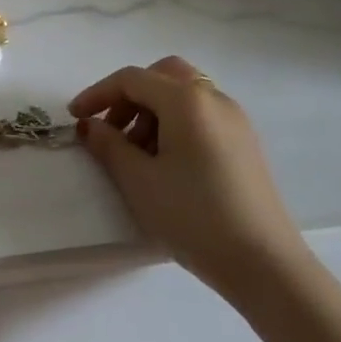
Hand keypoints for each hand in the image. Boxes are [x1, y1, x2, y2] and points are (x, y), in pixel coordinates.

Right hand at [70, 56, 304, 290]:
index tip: (74, 118)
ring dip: (152, 111)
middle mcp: (213, 99)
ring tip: (136, 156)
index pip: (132, 79)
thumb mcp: (139, 181)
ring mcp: (235, 120)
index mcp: (186, 100)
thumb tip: (90, 125)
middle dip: (129, 97)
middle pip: (162, 76)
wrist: (265, 265)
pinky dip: (176, 124)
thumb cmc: (194, 217)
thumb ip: (108, 145)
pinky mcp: (245, 143)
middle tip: (111, 130)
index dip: (97, 94)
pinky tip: (166, 164)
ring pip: (183, 95)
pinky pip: (202, 115)